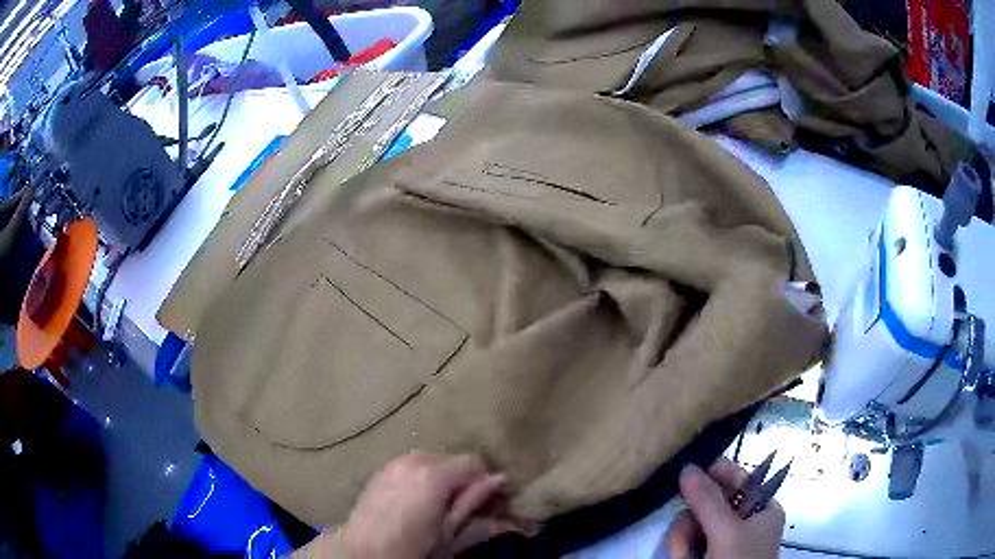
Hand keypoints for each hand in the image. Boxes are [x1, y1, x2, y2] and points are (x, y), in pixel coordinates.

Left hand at [298, 452, 525, 557]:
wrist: (364, 550)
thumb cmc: (412, 546)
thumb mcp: (450, 532)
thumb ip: (474, 503)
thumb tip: (499, 480)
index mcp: (434, 473)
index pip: (474, 462)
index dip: (484, 481)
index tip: (486, 502)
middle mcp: (415, 459)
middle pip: (452, 459)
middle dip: (462, 480)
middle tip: (461, 507)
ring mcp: (395, 461)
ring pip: (433, 461)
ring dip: (442, 478)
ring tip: (437, 505)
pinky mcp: (382, 468)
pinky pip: (413, 465)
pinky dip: (422, 477)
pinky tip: (417, 500)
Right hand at [665, 458, 784, 558]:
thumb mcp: (726, 531)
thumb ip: (707, 501)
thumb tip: (687, 467)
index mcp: (762, 509)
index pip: (738, 479)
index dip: (714, 474)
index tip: (687, 474)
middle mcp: (744, 522)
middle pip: (711, 504)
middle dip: (694, 517)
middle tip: (687, 531)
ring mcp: (725, 542)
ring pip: (695, 525)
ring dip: (684, 538)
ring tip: (686, 556)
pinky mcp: (707, 557)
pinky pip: (689, 543)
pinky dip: (682, 551)